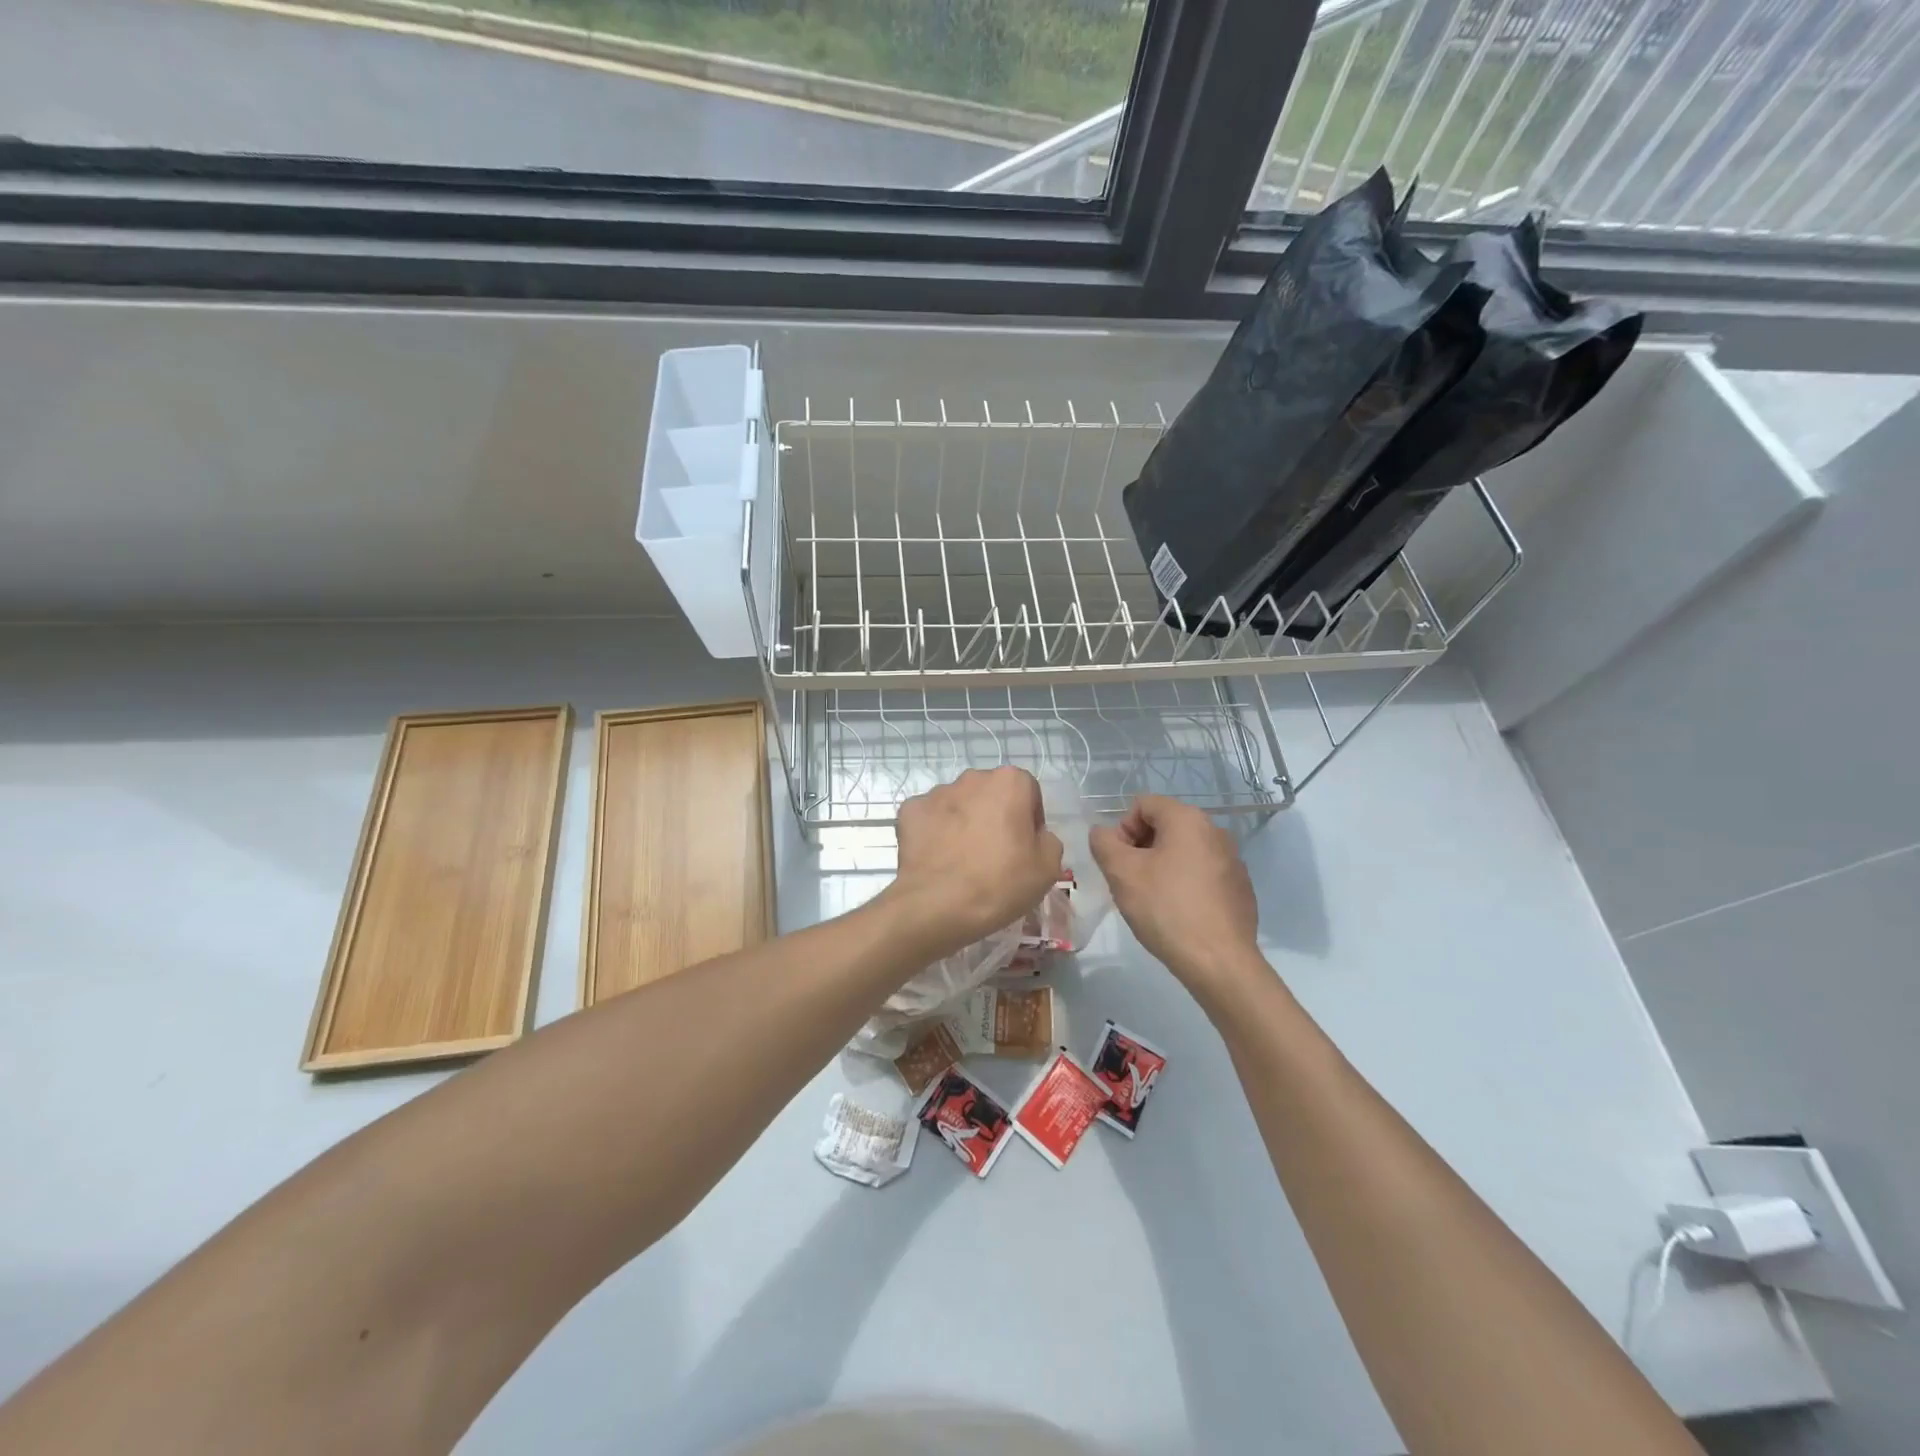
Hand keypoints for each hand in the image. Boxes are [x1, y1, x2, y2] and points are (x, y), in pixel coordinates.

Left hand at [883, 767, 1063, 958]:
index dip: (1029, 820)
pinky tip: (938, 860)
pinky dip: (935, 834)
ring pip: (958, 805)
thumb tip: (1032, 837)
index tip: (1024, 849)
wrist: (938, 905)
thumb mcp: (1048, 868)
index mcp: (1010, 782)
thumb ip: (1047, 840)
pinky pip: (930, 819)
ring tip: (963, 861)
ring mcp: (936, 793)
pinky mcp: (910, 811)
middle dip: (995, 817)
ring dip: (964, 824)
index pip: (1028, 792)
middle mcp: (972, 778)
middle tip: (995, 855)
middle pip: (991, 795)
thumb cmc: (1000, 882)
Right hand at [1090, 795, 1259, 993]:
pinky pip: (1202, 874)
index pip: (1143, 805)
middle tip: (1130, 882)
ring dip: (1162, 867)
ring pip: (1183, 852)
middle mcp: (1216, 831)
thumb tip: (1104, 834)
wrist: (1219, 961)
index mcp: (1188, 819)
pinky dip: (1185, 885)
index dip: (1122, 829)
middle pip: (1164, 826)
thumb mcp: (1121, 872)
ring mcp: (1232, 861)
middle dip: (1141, 849)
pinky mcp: (1240, 889)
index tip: (1119, 862)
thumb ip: (1103, 842)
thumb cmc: (1165, 908)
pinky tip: (1178, 914)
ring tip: (1153, 901)